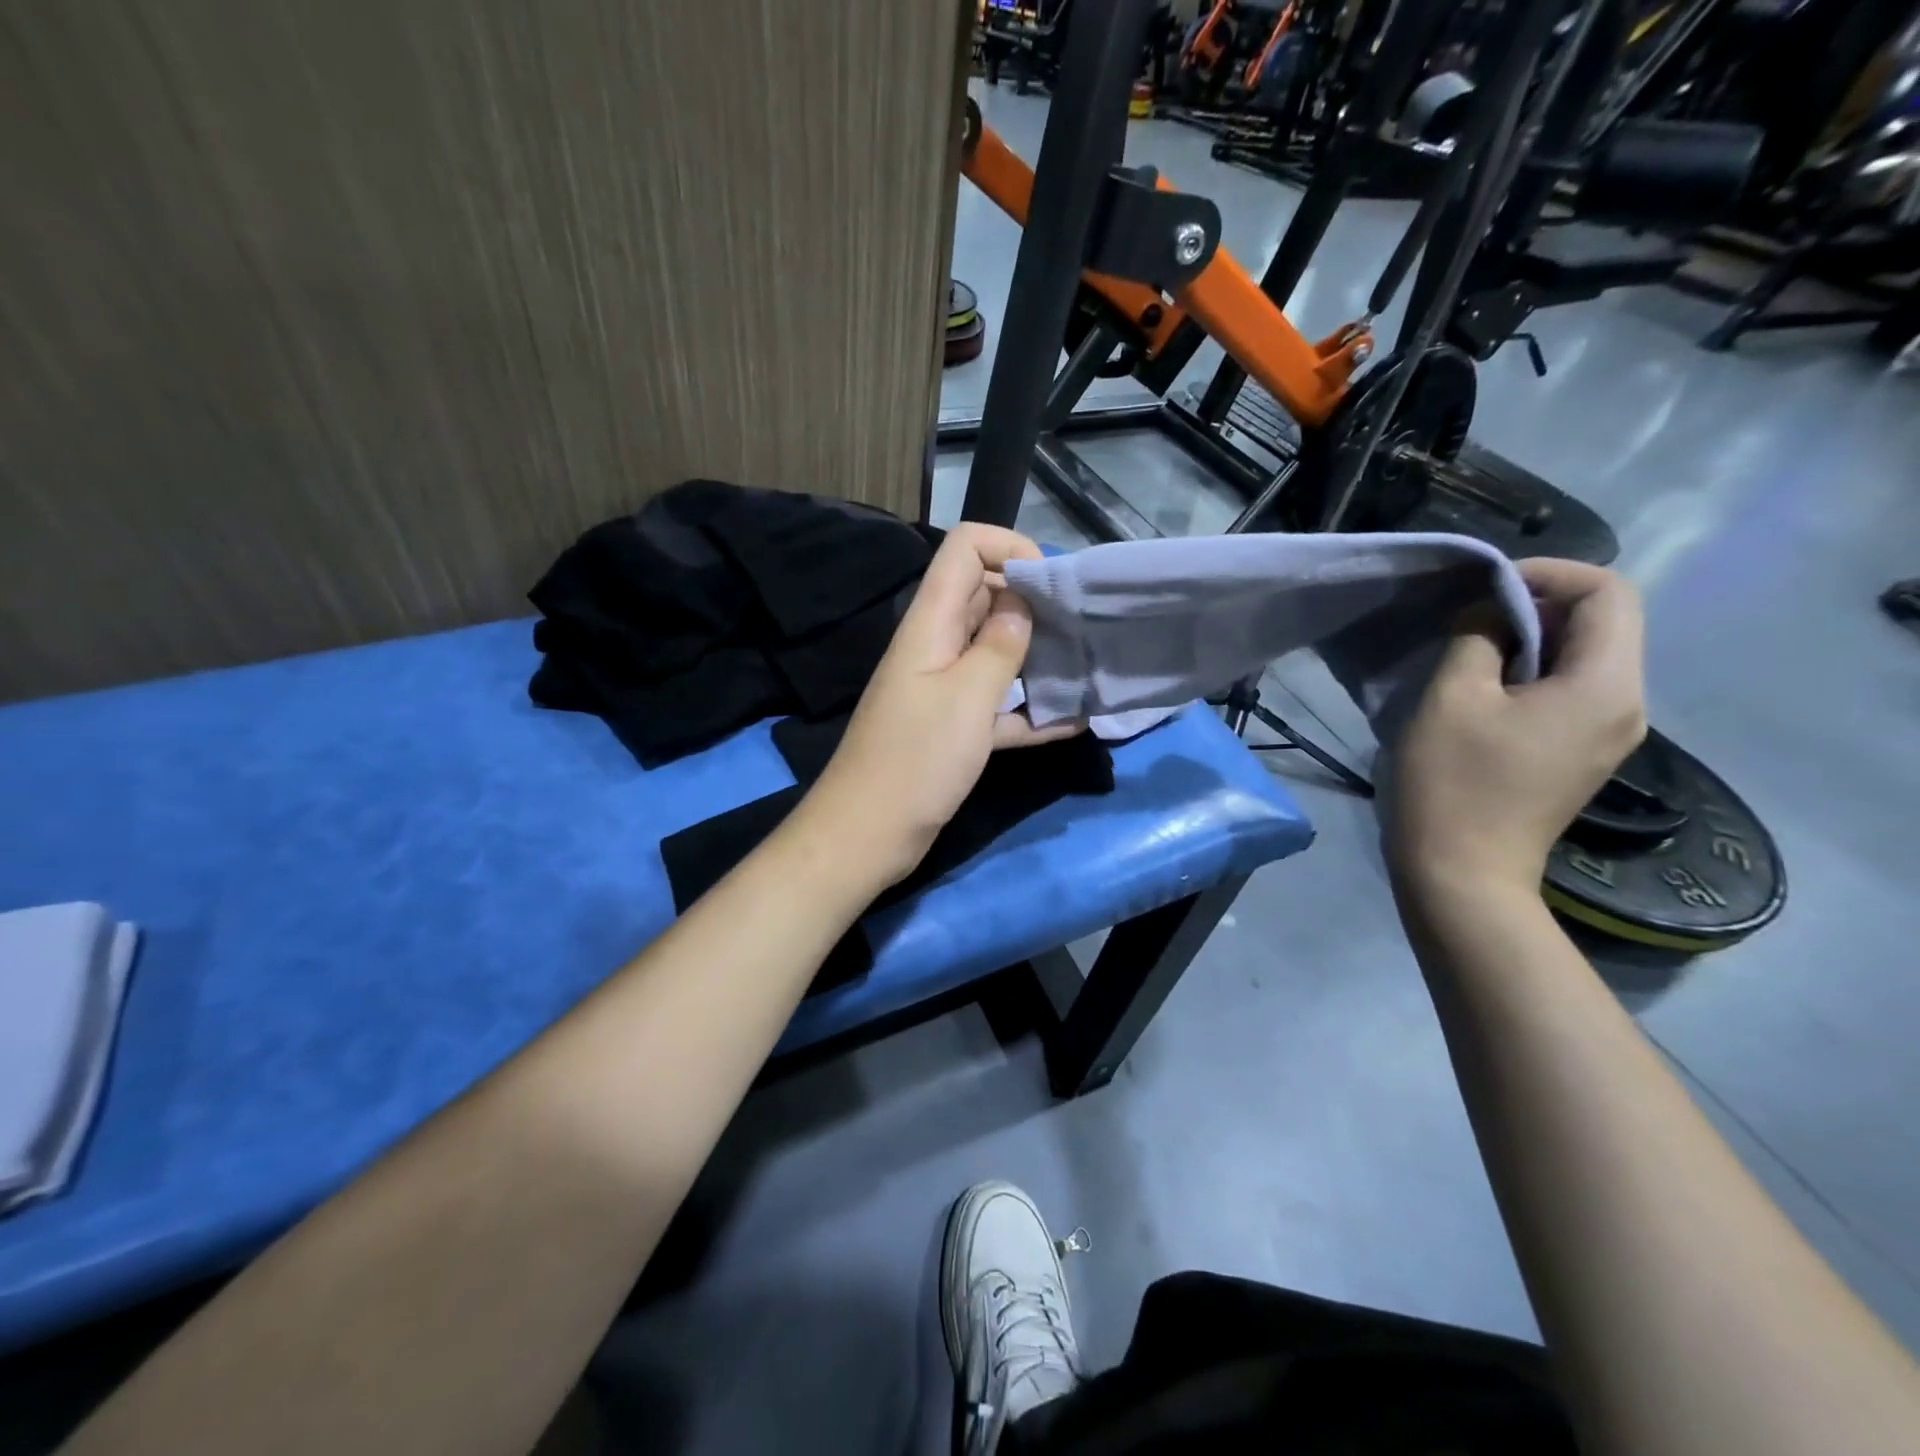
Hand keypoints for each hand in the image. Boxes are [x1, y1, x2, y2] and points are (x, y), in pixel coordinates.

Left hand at [802, 523, 1080, 886]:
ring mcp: (944, 689)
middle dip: (1034, 603)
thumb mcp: (967, 697)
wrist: (867, 834)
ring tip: (1086, 668)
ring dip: (1038, 657)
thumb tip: (1021, 603)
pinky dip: (1030, 711)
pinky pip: (998, 706)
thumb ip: (1000, 645)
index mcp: (932, 623)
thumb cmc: (916, 760)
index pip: (965, 549)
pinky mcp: (952, 729)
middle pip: (986, 597)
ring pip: (996, 653)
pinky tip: (1073, 722)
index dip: (1010, 549)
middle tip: (1082, 628)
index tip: (1052, 585)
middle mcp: (937, 646)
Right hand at [1386, 558, 1646, 898]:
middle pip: (1606, 622)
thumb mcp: (1452, 697)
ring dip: (1534, 637)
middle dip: (1540, 603)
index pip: (1609, 592)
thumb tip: (1491, 612)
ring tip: (1472, 647)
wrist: (1462, 873)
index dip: (1549, 573)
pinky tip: (1486, 687)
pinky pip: (1573, 689)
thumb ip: (1477, 637)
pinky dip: (1534, 670)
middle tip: (1471, 613)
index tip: (1485, 586)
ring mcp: (1609, 733)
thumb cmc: (1451, 782)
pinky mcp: (1582, 753)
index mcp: (1605, 685)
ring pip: (1588, 655)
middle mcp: (1626, 704)